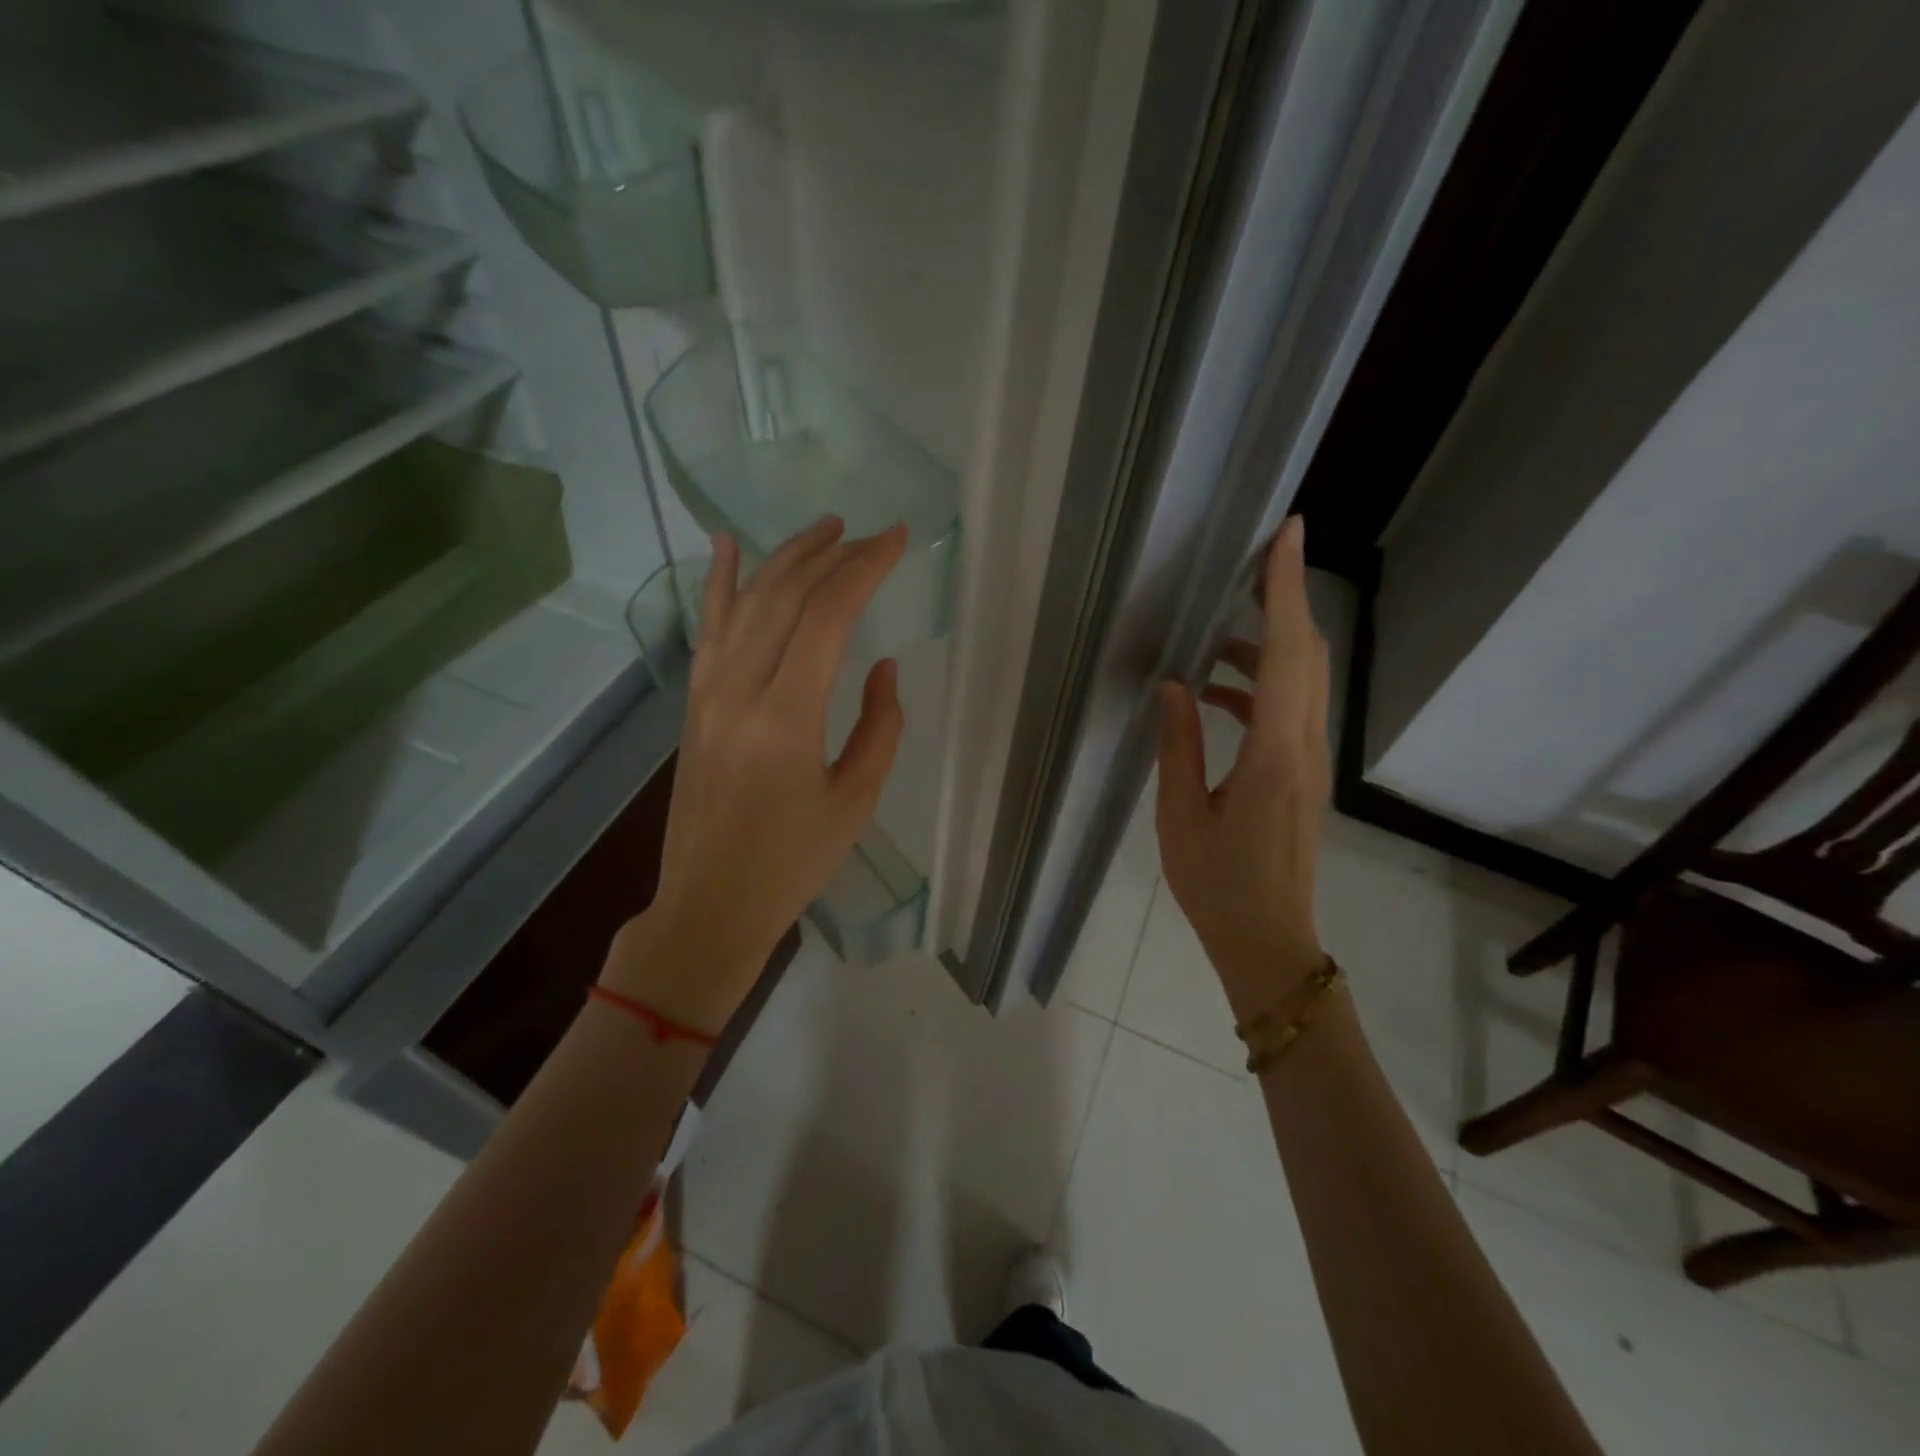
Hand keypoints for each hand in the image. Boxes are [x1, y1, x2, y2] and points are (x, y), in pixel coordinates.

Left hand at [603, 517, 907, 1031]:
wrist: (710, 903)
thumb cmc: (792, 863)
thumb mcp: (856, 801)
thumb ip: (880, 727)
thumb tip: (883, 667)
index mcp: (786, 717)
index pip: (828, 616)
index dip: (864, 569)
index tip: (896, 540)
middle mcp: (739, 690)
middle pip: (785, 596)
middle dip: (832, 555)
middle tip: (869, 535)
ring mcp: (707, 693)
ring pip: (745, 602)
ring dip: (785, 557)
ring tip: (823, 528)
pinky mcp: (694, 703)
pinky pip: (707, 628)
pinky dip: (718, 582)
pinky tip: (725, 544)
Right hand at [1155, 516, 1328, 1023]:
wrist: (1269, 943)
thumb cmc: (1218, 885)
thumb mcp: (1181, 815)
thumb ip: (1179, 745)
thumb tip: (1174, 686)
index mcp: (1276, 753)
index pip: (1290, 652)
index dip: (1285, 589)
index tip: (1286, 534)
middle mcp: (1306, 747)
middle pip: (1308, 655)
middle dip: (1283, 600)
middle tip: (1249, 563)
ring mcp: (1311, 762)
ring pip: (1303, 681)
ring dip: (1267, 645)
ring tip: (1213, 635)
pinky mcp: (1304, 776)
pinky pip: (1291, 711)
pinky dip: (1260, 685)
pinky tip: (1215, 695)